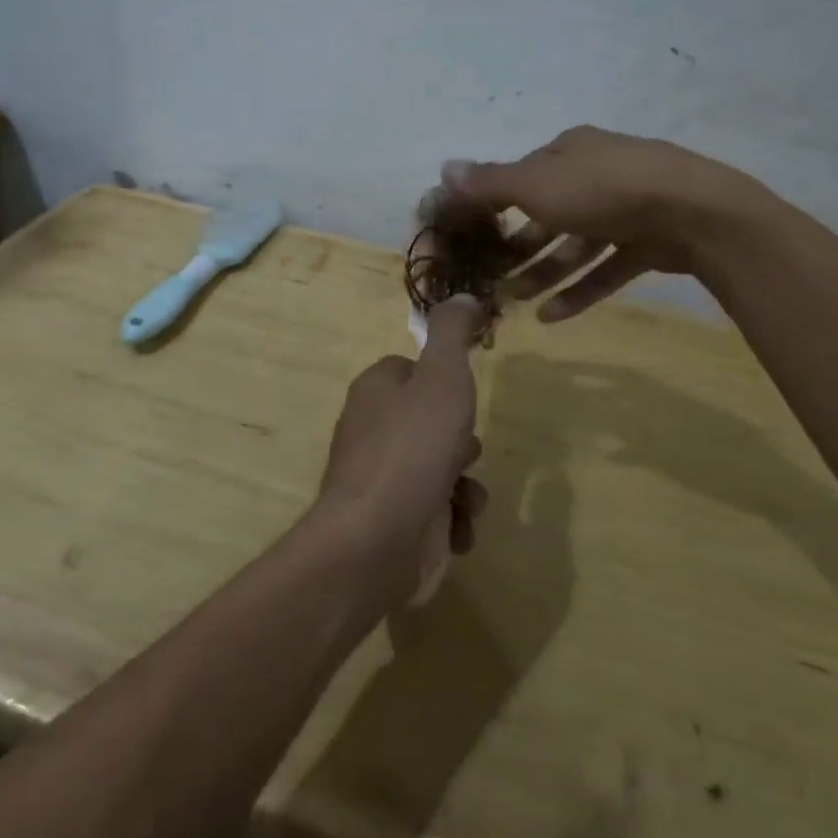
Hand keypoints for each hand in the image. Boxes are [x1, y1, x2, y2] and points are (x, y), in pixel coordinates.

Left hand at [316, 297, 489, 597]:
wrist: (376, 541)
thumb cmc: (413, 448)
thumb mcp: (442, 377)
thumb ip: (453, 334)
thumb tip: (463, 296)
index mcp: (376, 390)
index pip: (412, 371)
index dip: (443, 384)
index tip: (464, 398)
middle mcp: (372, 430)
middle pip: (431, 422)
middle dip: (460, 441)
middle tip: (466, 452)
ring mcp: (379, 479)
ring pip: (439, 469)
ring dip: (463, 485)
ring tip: (464, 498)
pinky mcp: (390, 523)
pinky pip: (433, 511)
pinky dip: (451, 520)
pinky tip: (455, 529)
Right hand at [442, 125, 770, 320]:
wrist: (694, 212)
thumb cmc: (601, 189)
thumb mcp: (535, 184)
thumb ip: (488, 183)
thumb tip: (443, 168)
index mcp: (570, 151)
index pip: (522, 175)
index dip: (493, 203)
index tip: (471, 233)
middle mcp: (596, 174)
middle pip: (547, 213)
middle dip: (517, 246)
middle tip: (490, 275)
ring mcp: (626, 209)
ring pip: (575, 244)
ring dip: (542, 272)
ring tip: (513, 301)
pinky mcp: (648, 243)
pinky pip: (605, 268)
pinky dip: (579, 290)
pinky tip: (551, 317)